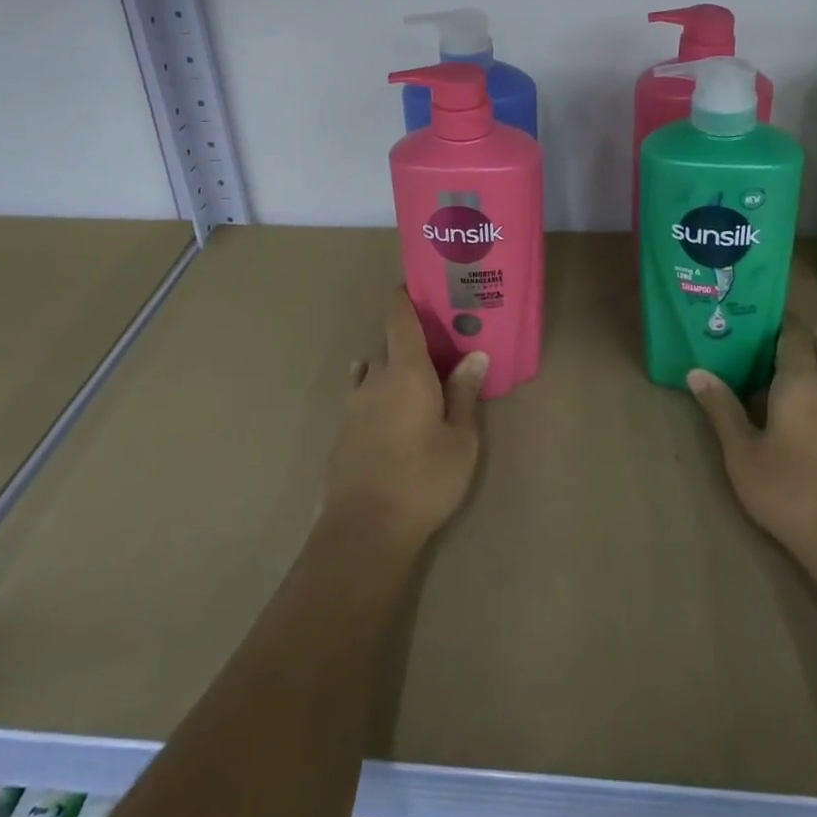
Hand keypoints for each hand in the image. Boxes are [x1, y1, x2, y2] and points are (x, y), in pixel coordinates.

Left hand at [323, 290, 486, 551]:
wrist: (364, 530)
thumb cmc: (424, 478)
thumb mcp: (460, 439)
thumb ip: (464, 394)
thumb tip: (475, 355)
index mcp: (406, 371)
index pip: (399, 318)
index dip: (403, 298)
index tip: (415, 287)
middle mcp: (374, 379)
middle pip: (388, 345)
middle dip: (408, 340)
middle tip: (436, 347)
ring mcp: (353, 406)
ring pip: (371, 371)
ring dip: (389, 368)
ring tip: (412, 381)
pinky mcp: (342, 433)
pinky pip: (361, 397)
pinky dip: (376, 394)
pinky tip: (390, 415)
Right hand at [690, 317, 816, 565]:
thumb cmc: (789, 491)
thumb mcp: (742, 453)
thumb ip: (722, 409)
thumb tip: (697, 371)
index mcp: (797, 382)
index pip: (793, 335)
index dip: (782, 321)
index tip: (765, 315)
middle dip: (801, 339)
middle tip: (776, 339)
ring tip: (812, 357)